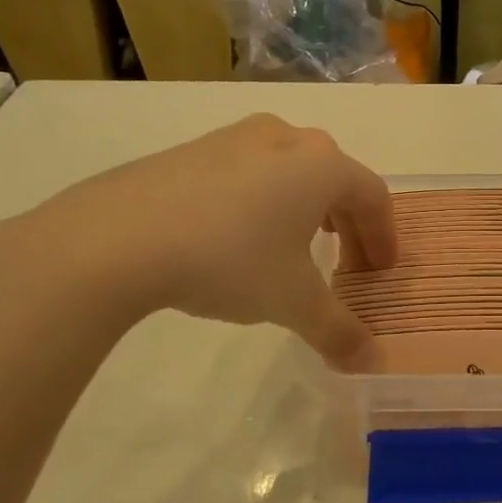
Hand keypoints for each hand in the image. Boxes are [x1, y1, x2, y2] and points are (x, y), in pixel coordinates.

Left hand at [0, 115, 395, 365]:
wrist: (117, 237)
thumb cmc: (229, 260)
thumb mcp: (292, 302)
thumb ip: (338, 332)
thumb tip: (371, 365)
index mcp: (322, 165)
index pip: (373, 197)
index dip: (384, 237)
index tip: (380, 272)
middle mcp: (286, 138)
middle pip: (336, 180)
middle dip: (350, 225)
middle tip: (348, 265)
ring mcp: (236, 137)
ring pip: (292, 170)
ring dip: (308, 209)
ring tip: (300, 247)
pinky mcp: (194, 149)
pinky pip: (250, 171)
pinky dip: (265, 201)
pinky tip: (243, 236)